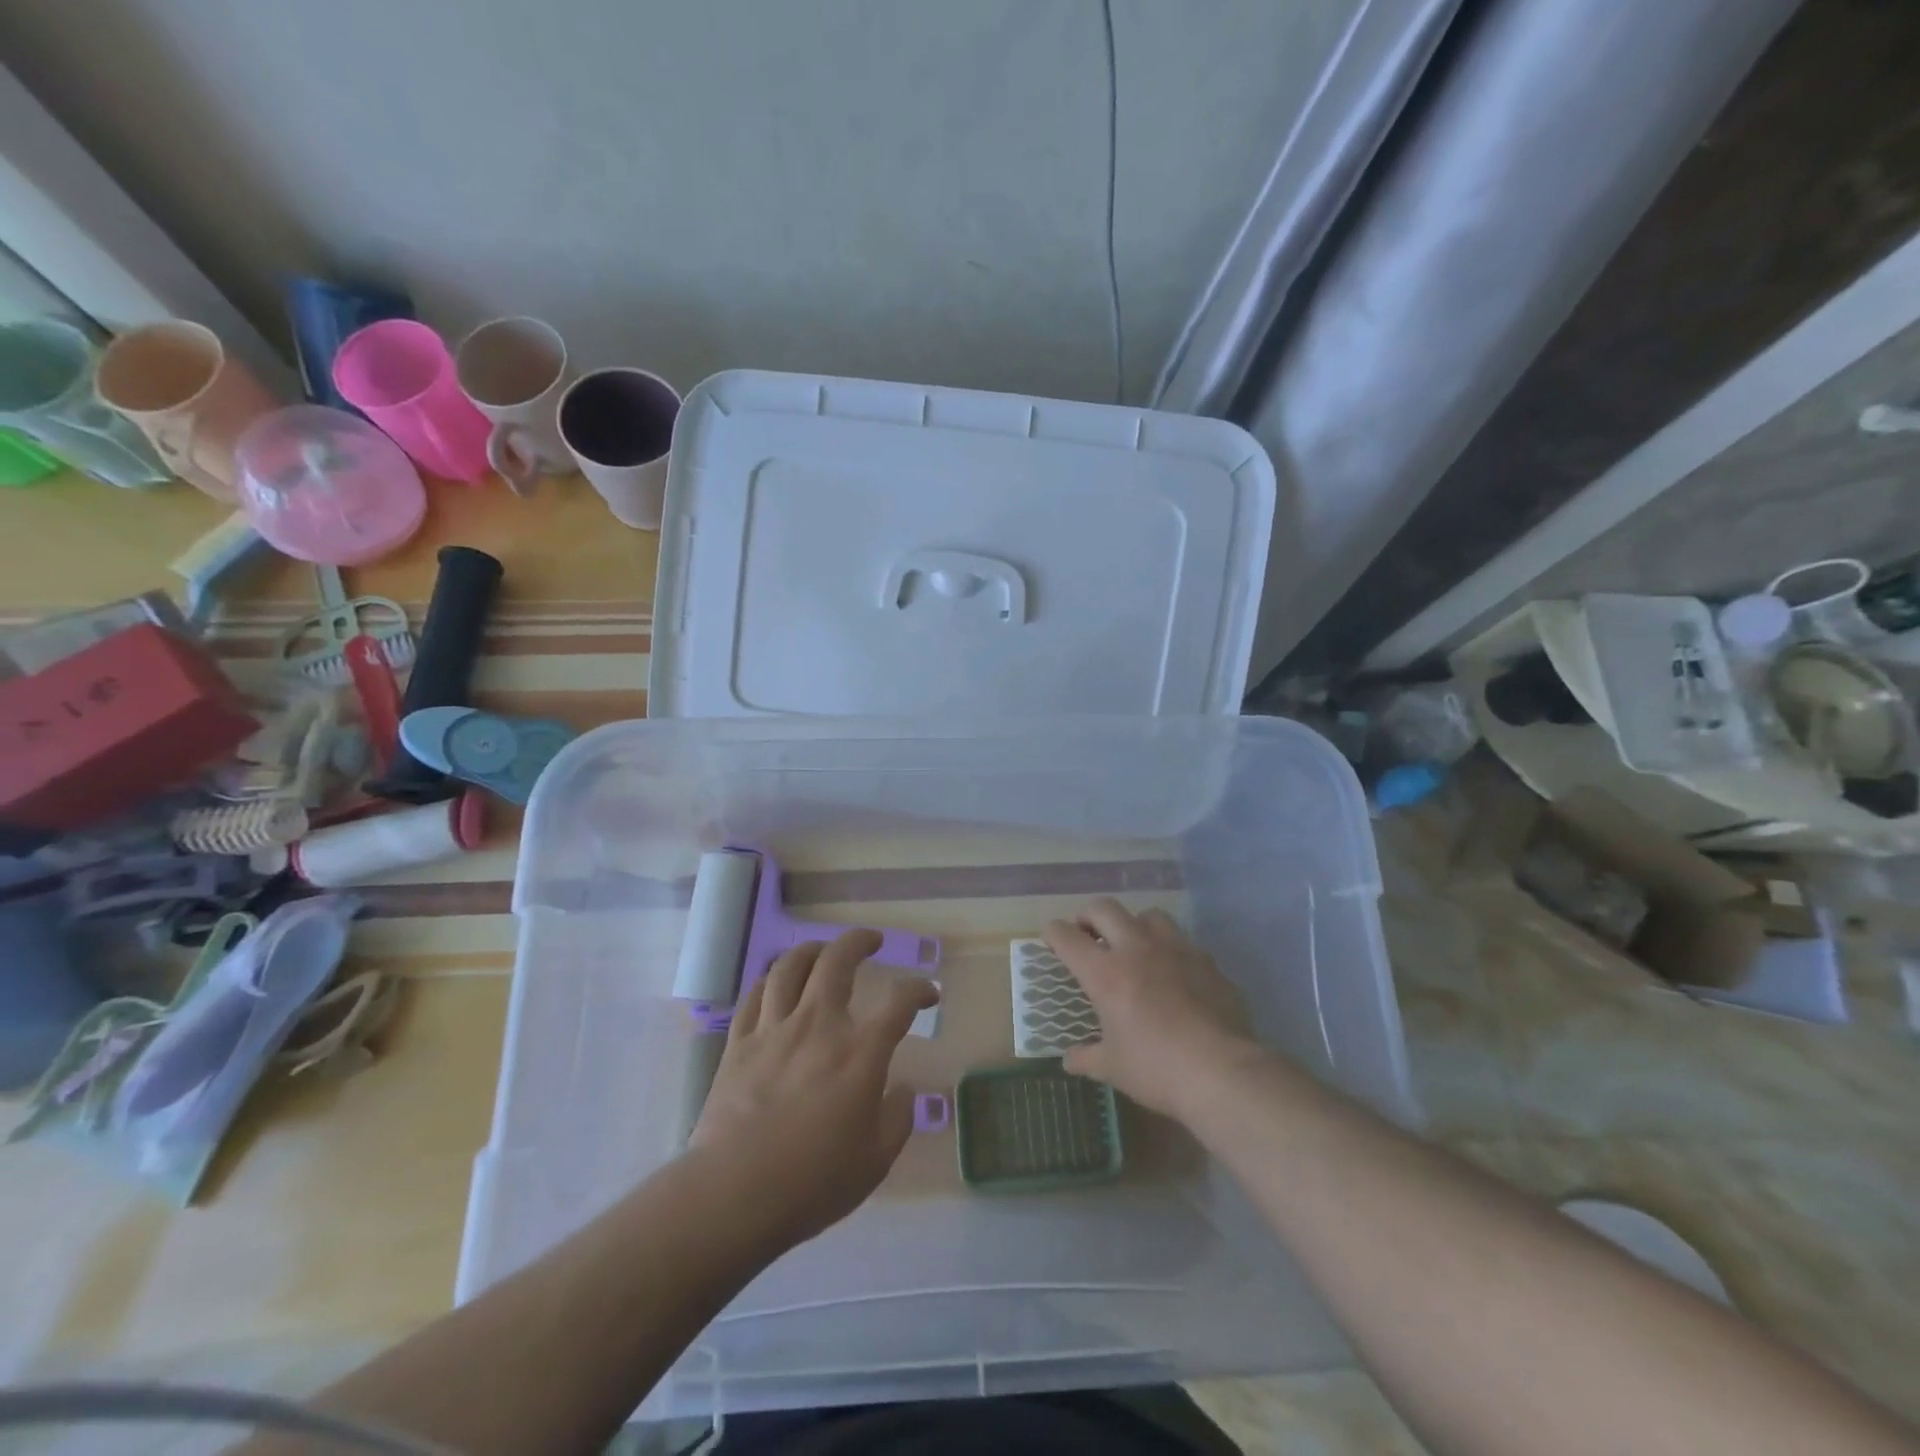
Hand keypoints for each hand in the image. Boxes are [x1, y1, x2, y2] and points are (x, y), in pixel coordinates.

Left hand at [689, 929, 938, 1248]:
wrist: (734, 1194)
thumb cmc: (813, 1181)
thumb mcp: (875, 1161)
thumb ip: (897, 1118)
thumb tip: (901, 1090)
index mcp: (860, 1053)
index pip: (899, 1002)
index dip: (919, 989)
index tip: (929, 994)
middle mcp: (819, 1026)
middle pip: (838, 961)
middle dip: (859, 941)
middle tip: (871, 941)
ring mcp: (775, 1030)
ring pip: (790, 967)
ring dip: (812, 949)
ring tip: (823, 950)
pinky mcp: (740, 1043)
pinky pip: (755, 995)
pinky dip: (770, 980)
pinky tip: (777, 984)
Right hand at [1044, 898, 1257, 1119]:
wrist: (1222, 1071)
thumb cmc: (1157, 1069)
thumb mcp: (1113, 1068)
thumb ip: (1087, 1058)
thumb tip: (1069, 1059)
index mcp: (1105, 973)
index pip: (1067, 937)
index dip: (1053, 933)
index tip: (1051, 937)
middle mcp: (1136, 949)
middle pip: (1104, 908)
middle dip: (1088, 916)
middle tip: (1087, 934)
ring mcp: (1175, 949)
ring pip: (1148, 915)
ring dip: (1134, 924)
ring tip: (1134, 946)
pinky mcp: (1207, 961)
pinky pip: (1183, 942)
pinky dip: (1170, 950)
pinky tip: (1174, 973)